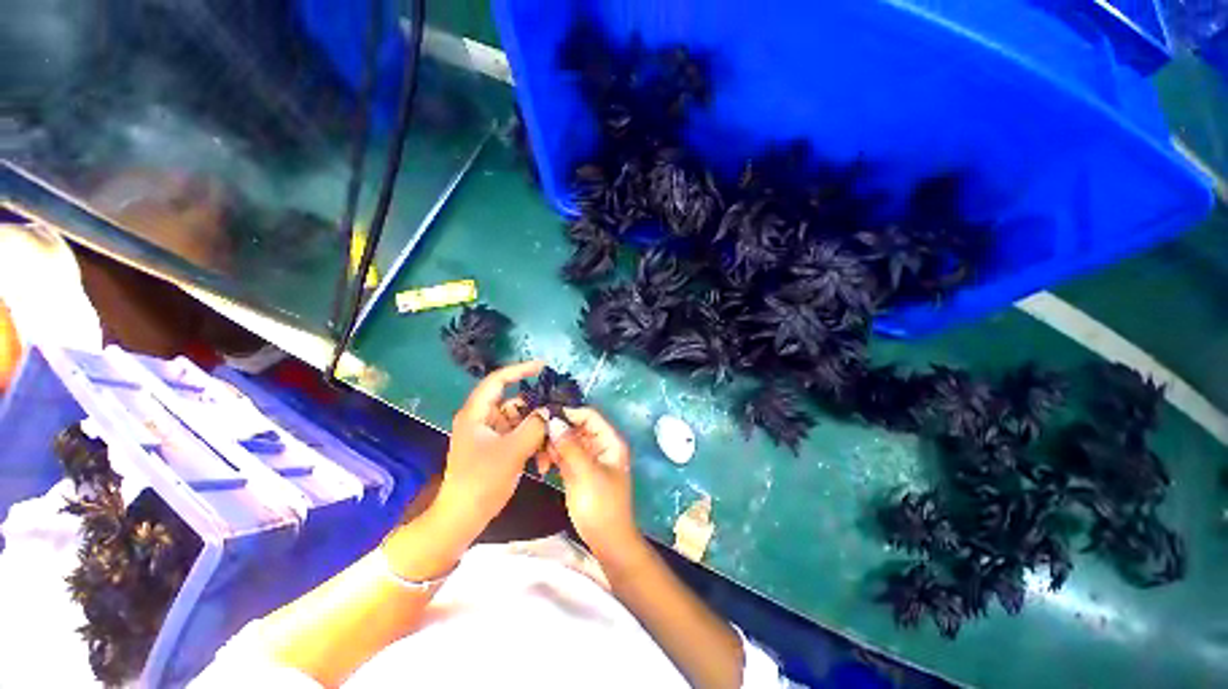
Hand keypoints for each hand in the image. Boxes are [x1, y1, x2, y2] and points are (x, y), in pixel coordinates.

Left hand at [434, 361, 548, 537]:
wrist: (462, 518)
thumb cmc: (481, 482)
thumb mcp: (511, 452)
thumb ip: (533, 427)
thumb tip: (548, 411)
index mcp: (476, 414)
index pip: (498, 380)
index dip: (520, 369)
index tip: (542, 366)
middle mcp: (483, 419)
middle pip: (514, 403)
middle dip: (536, 411)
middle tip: (557, 417)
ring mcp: (490, 434)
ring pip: (520, 421)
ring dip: (537, 432)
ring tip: (551, 447)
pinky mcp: (497, 448)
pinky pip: (519, 436)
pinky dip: (532, 444)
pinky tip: (543, 461)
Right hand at [550, 408, 644, 566]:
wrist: (606, 540)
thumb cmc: (602, 505)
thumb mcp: (587, 473)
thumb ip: (571, 446)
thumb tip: (554, 421)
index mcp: (609, 441)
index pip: (590, 416)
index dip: (569, 413)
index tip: (546, 416)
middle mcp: (599, 445)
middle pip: (576, 427)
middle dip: (557, 431)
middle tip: (538, 439)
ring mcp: (587, 457)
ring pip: (567, 440)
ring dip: (552, 444)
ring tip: (540, 457)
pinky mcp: (576, 469)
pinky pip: (563, 454)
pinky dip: (552, 456)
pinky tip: (543, 465)